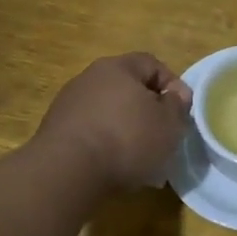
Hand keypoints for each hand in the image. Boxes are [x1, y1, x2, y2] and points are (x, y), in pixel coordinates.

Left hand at [34, 53, 192, 193]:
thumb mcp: (169, 123)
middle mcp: (89, 78)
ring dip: (125, 129)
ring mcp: (68, 104)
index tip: (181, 111)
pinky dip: (105, 144)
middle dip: (147, 110)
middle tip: (161, 135)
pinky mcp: (55, 131)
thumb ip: (178, 105)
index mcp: (118, 67)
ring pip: (108, 111)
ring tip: (139, 157)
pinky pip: (91, 132)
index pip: (152, 64)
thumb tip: (175, 94)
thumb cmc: (127, 139)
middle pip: (127, 88)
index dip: (172, 84)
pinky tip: (114, 167)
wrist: (68, 171)